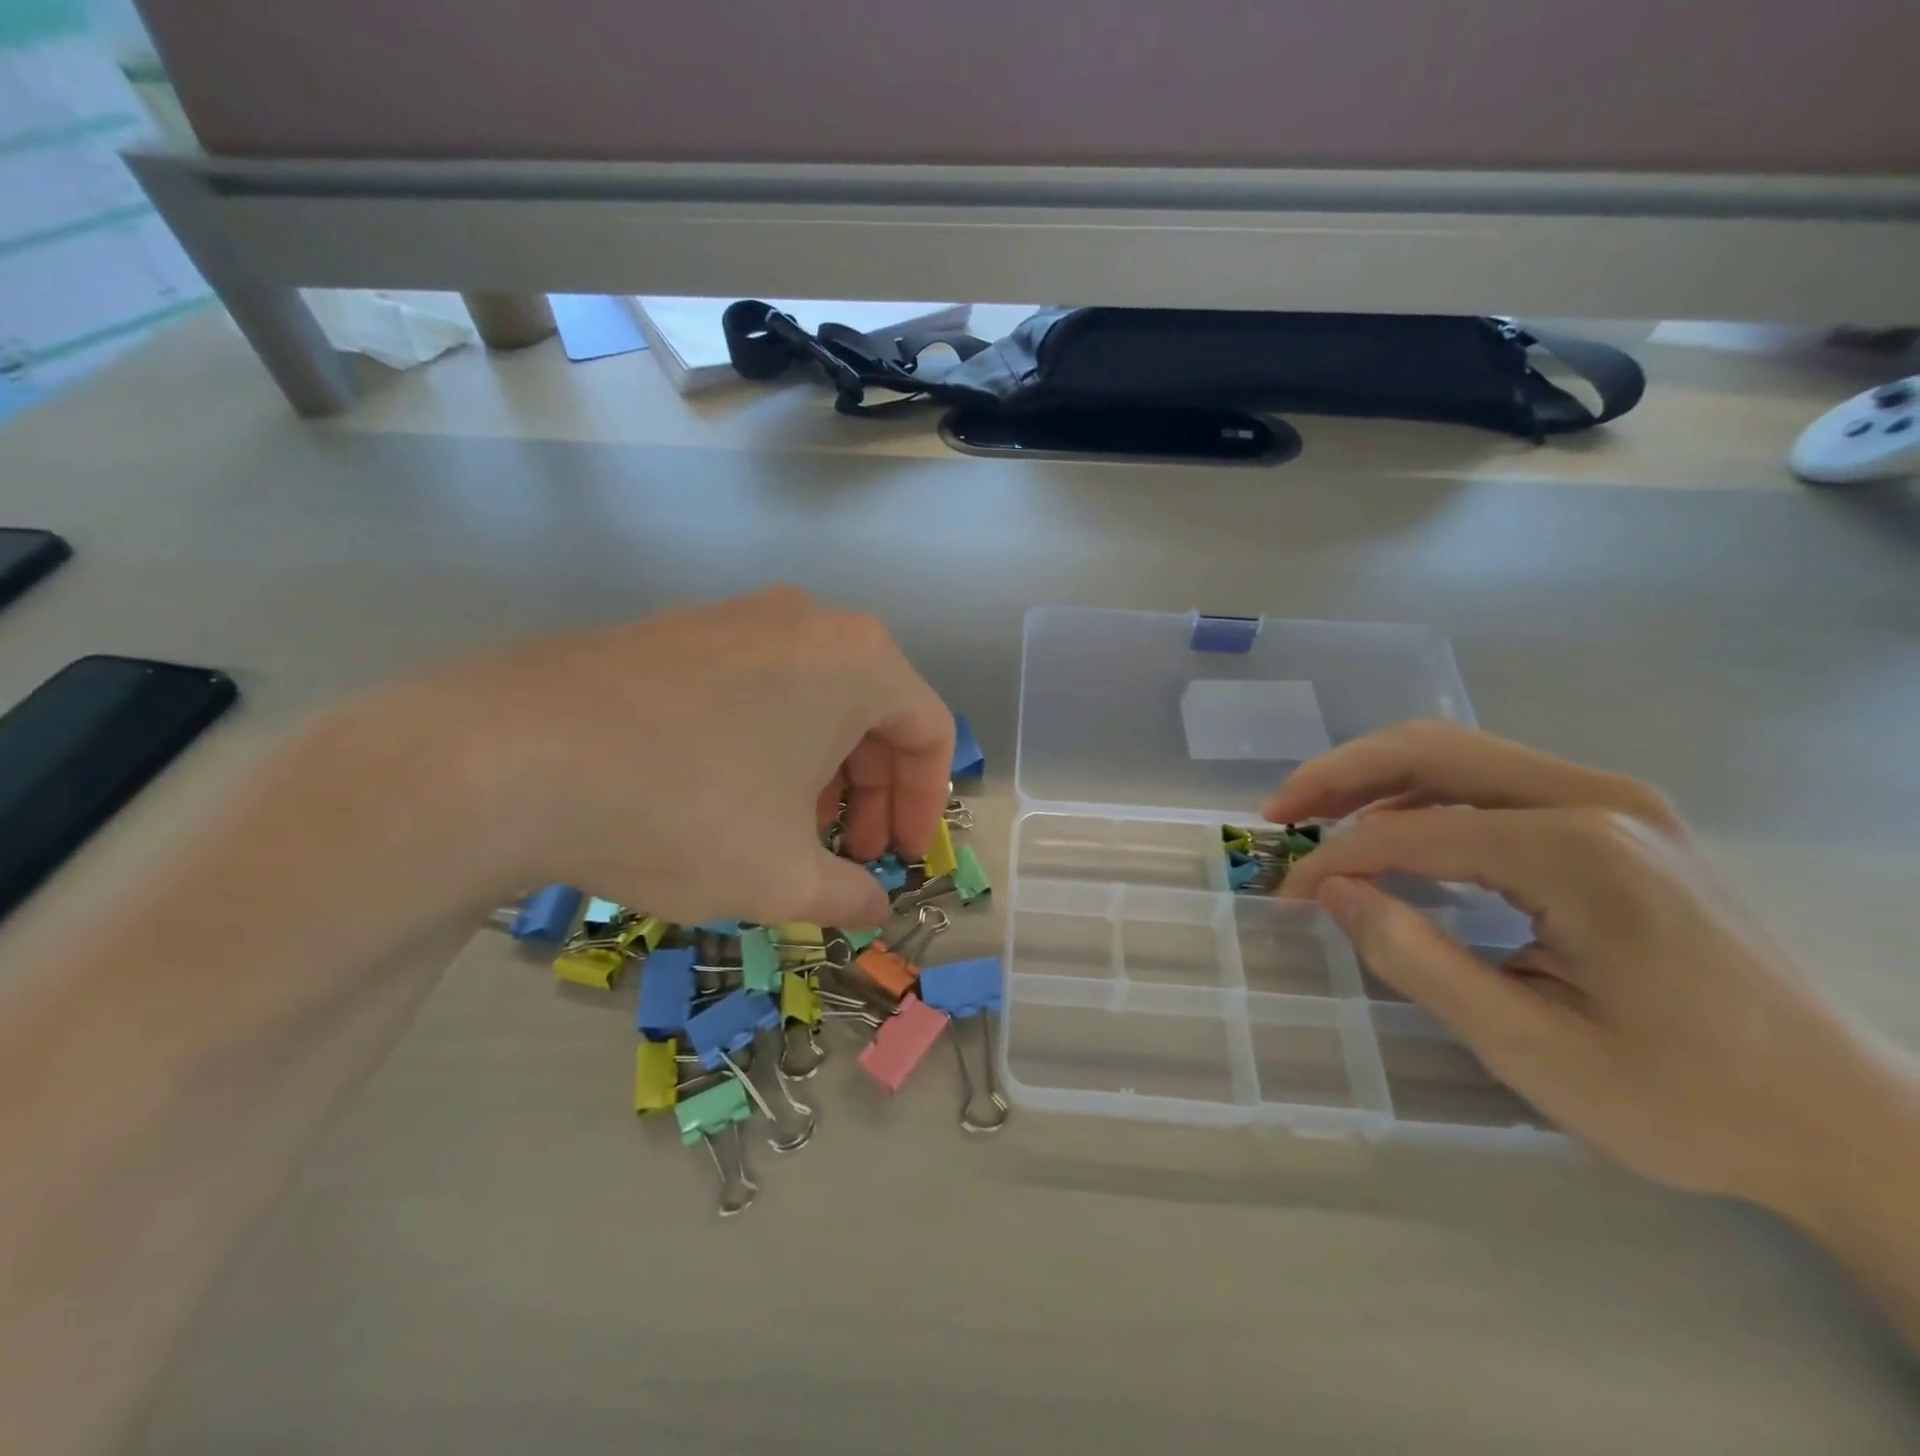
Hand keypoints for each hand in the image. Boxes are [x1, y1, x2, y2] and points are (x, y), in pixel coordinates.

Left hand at [336, 587, 952, 928]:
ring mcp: (736, 618)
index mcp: (857, 659)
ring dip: (820, 772)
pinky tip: (728, 797)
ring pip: (812, 701)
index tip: (900, 857)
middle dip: (871, 792)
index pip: (929, 730)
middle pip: (872, 712)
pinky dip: (767, 745)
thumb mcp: (782, 876)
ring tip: (787, 833)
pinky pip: (755, 689)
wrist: (508, 758)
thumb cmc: (685, 810)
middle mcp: (807, 621)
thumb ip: (849, 894)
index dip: (925, 803)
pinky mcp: (677, 633)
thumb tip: (874, 907)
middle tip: (849, 853)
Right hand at [1269, 722, 1884, 1214]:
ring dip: (1375, 778)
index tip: (1288, 897)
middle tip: (1278, 812)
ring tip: (1316, 817)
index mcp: (1581, 853)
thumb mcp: (1533, 1051)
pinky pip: (1492, 781)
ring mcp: (1615, 801)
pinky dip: (1422, 796)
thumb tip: (1331, 893)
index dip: (1335, 860)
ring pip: (1459, 754)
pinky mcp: (1617, 818)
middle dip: (1339, 775)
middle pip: (1432, 748)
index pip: (1413, 831)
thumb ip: (1417, 960)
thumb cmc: (1687, 1100)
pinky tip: (1393, 833)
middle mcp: (1599, 800)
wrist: (1847, 1123)